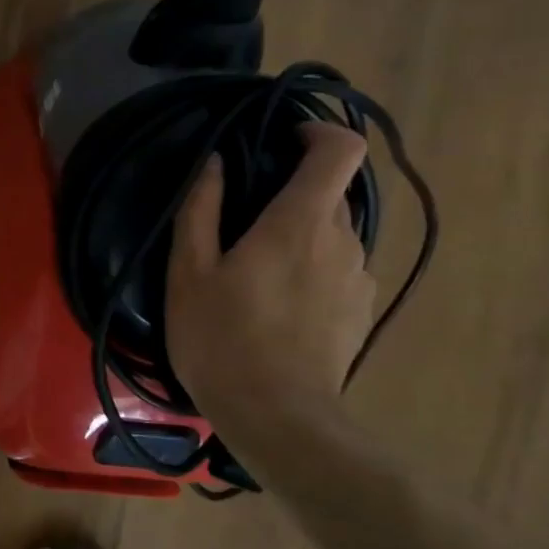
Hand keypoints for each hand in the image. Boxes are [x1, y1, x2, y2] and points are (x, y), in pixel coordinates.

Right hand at [165, 122, 375, 435]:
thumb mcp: (189, 272)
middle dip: (290, 194)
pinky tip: (275, 307)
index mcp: (300, 222)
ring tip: (253, 273)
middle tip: (241, 223)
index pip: (341, 150)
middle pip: (330, 194)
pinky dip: (310, 269)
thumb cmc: (221, 337)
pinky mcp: (360, 310)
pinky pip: (337, 270)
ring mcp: (358, 278)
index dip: (319, 132)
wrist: (278, 417)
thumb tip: (216, 164)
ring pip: (332, 235)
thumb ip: (201, 210)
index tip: (283, 139)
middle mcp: (343, 241)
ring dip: (299, 236)